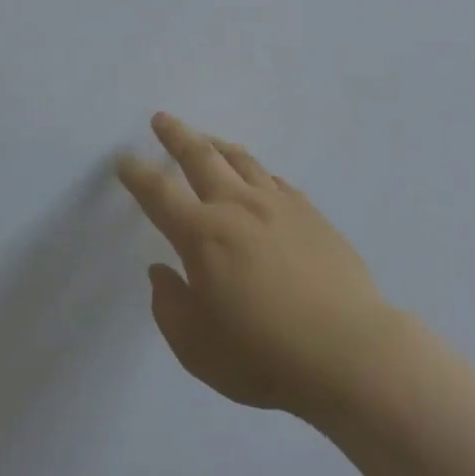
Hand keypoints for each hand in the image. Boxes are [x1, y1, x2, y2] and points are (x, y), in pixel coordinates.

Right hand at [115, 114, 398, 424]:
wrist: (350, 352)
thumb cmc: (265, 356)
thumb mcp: (197, 348)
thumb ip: (169, 306)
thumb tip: (160, 271)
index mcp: (202, 235)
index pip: (158, 193)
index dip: (137, 173)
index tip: (124, 159)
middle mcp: (236, 207)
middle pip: (200, 156)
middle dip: (176, 135)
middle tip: (162, 119)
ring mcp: (278, 205)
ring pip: (240, 160)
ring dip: (216, 145)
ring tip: (206, 139)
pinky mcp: (310, 213)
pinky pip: (275, 179)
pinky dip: (256, 171)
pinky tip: (257, 177)